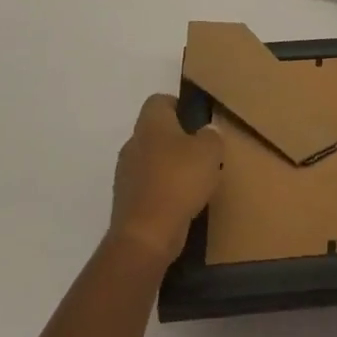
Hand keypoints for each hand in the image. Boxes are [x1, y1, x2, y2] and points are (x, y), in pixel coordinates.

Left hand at [109, 94, 224, 264]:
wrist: (146, 235)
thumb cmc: (179, 181)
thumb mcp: (209, 152)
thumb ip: (211, 136)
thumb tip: (206, 133)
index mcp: (150, 124)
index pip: (159, 101)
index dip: (178, 106)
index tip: (197, 121)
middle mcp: (132, 143)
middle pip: (155, 132)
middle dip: (176, 140)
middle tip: (201, 153)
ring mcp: (125, 173)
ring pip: (151, 160)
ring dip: (169, 167)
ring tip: (194, 182)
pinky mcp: (125, 201)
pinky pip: (148, 186)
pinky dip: (162, 191)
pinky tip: (181, 203)